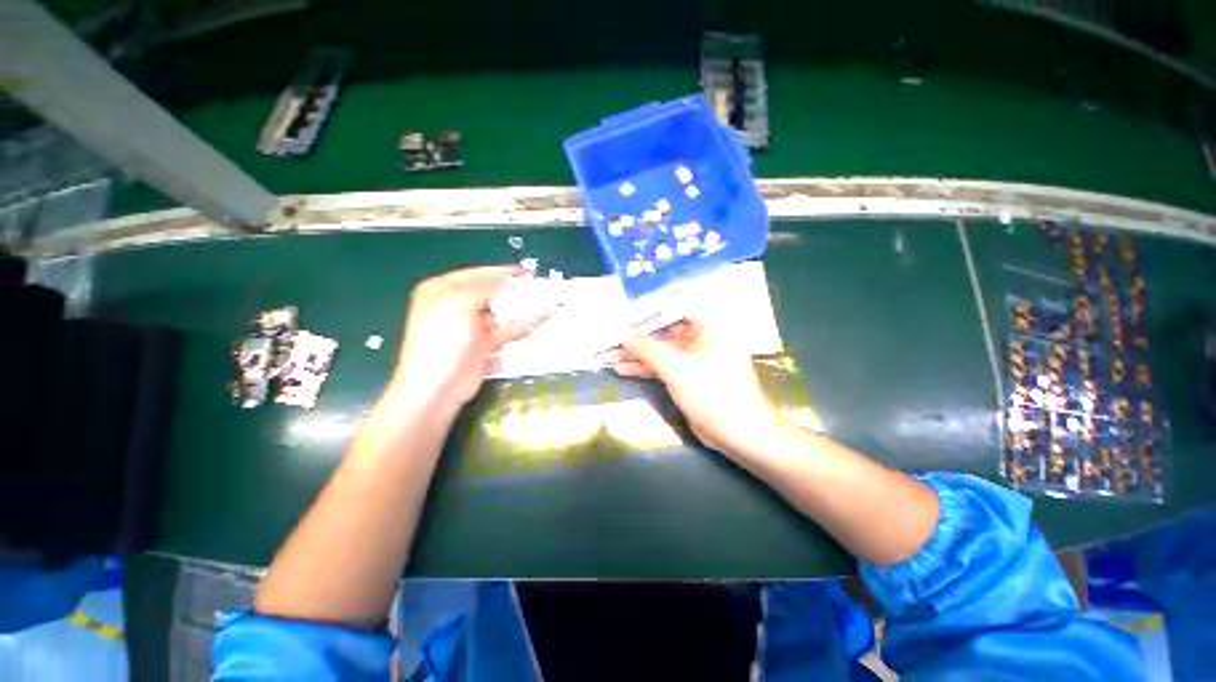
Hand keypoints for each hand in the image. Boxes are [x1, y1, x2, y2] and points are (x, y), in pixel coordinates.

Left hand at [391, 266, 546, 414]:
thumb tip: (507, 280)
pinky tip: (538, 320)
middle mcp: (455, 306)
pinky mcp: (483, 345)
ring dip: (520, 309)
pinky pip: (505, 331)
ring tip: (544, 302)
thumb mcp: (459, 304)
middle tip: (538, 288)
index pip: (476, 275)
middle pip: (490, 293)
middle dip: (513, 291)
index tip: (525, 273)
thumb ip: (484, 288)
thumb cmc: (442, 341)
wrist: (436, 388)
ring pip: (501, 313)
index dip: (500, 272)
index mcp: (442, 291)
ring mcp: (470, 327)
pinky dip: (520, 326)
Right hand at [604, 315, 777, 455]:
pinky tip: (623, 369)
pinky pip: (665, 365)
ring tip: (608, 357)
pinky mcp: (690, 374)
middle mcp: (703, 335)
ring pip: (661, 350)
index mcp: (709, 324)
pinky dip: (646, 367)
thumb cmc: (712, 393)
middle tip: (610, 342)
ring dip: (636, 354)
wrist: (739, 434)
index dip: (644, 313)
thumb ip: (645, 347)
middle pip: (663, 331)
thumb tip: (620, 330)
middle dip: (636, 339)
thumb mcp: (675, 367)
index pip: (672, 307)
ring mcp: (696, 356)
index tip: (622, 322)